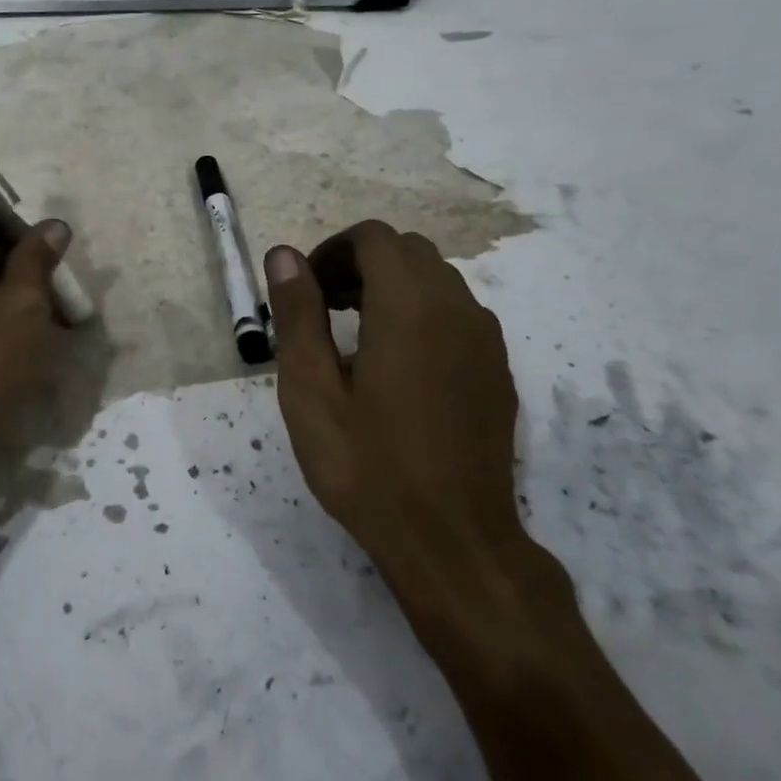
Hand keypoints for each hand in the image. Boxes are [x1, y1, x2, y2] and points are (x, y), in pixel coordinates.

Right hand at [265, 223, 567, 649]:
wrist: (454, 541)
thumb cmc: (368, 466)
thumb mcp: (311, 391)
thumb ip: (297, 314)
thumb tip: (283, 254)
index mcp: (409, 306)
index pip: (374, 238)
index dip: (332, 250)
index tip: (305, 290)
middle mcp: (456, 308)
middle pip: (407, 251)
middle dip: (359, 264)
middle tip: (323, 309)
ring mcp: (485, 339)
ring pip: (436, 279)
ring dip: (391, 286)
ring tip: (354, 337)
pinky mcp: (497, 369)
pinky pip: (457, 312)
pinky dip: (421, 312)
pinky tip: (397, 366)